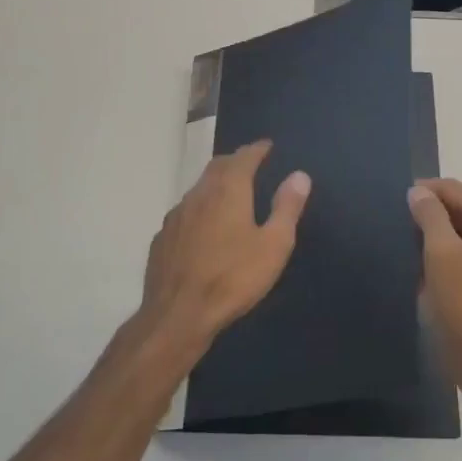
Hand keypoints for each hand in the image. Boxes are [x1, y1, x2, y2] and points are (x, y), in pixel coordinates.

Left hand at [138, 141, 310, 353]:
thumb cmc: (233, 278)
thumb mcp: (273, 245)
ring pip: (198, 189)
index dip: (257, 149)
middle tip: (249, 163)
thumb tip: (299, 175)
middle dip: (235, 161)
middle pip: (217, 167)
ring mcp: (175, 216)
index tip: (267, 146)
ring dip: (215, 184)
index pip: (243, 158)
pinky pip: (184, 213)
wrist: (178, 314)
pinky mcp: (162, 238)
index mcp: (227, 191)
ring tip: (229, 191)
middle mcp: (198, 195)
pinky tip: (203, 226)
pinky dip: (199, 209)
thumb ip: (287, 208)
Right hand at [407, 178, 461, 400]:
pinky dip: (444, 252)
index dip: (424, 192)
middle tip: (395, 221)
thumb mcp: (440, 254)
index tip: (393, 201)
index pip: (456, 190)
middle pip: (461, 209)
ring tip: (403, 240)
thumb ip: (429, 216)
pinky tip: (420, 261)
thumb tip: (418, 191)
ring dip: (434, 234)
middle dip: (430, 213)